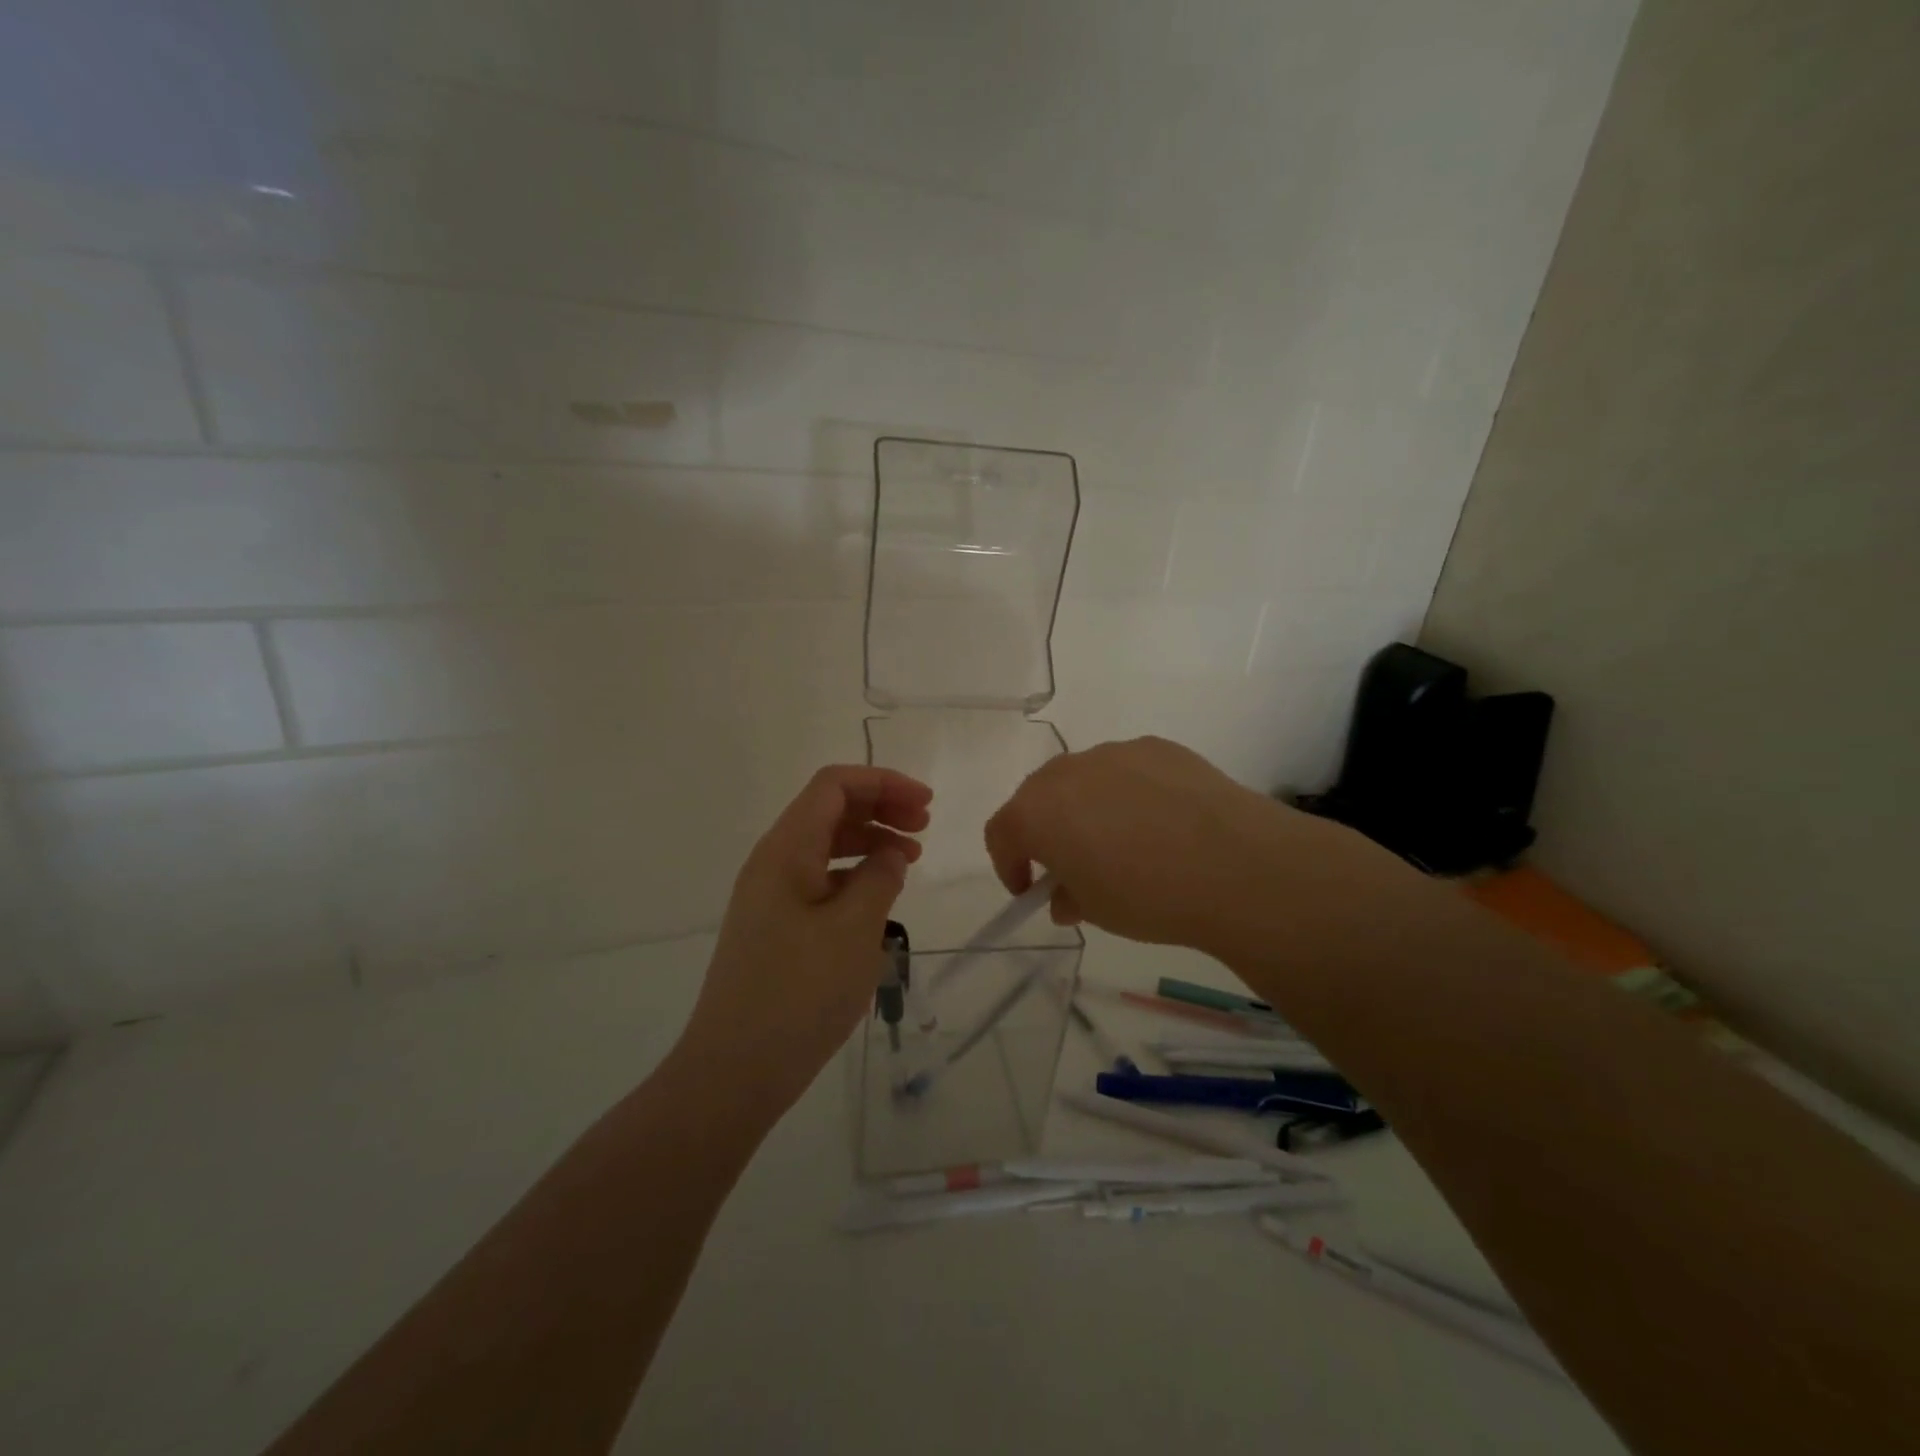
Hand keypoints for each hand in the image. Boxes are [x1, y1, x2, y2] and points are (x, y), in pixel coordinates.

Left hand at [681, 766, 931, 1118]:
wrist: (734, 1071)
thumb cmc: (799, 994)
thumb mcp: (854, 930)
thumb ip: (879, 878)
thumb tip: (891, 854)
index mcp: (786, 850)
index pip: (834, 786)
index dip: (883, 783)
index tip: (926, 805)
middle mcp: (772, 862)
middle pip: (828, 809)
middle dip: (880, 808)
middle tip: (925, 828)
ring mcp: (769, 895)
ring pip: (824, 845)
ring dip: (869, 841)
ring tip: (911, 860)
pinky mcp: (774, 926)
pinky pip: (818, 880)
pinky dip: (853, 875)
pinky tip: (880, 897)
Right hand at [984, 736, 1372, 955]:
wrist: (1234, 864)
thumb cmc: (1147, 896)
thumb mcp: (1096, 911)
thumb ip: (1068, 896)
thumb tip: (1066, 893)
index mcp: (1037, 810)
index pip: (1001, 831)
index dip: (1008, 862)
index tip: (1027, 888)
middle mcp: (1068, 771)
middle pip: (1039, 797)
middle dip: (1046, 830)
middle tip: (1070, 863)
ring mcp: (1115, 753)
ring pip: (1085, 779)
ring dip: (1088, 808)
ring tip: (1122, 842)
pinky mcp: (1158, 747)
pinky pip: (1127, 770)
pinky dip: (1129, 793)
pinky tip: (1161, 821)